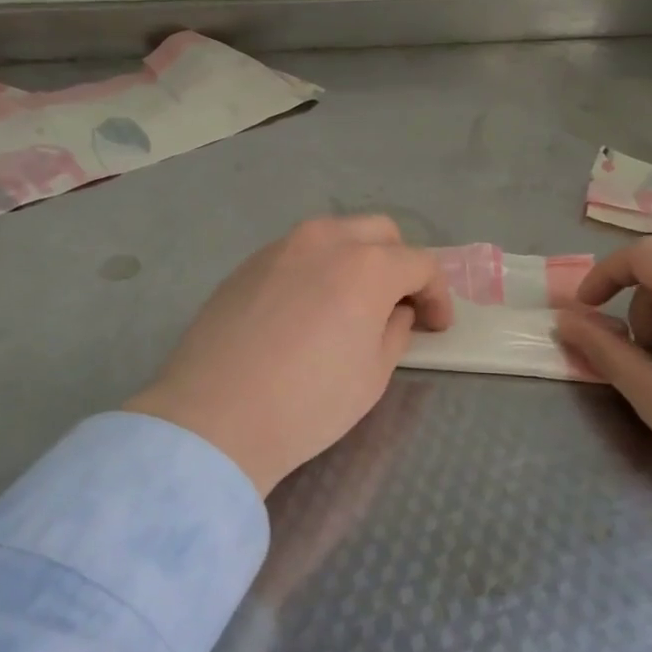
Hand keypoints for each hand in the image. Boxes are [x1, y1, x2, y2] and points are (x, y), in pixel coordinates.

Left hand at [125, 217, 452, 497]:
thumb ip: (395, 331)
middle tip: (399, 306)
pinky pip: (298, 254)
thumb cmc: (308, 402)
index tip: (436, 326)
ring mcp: (280, 247)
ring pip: (335, 235)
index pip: (420, 264)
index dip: (438, 295)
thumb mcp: (373, 375)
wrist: (214, 418)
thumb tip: (394, 311)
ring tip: (352, 304)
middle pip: (380, 233)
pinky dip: (318, 269)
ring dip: (357, 260)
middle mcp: (325, 241)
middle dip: (400, 264)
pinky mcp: (247, 265)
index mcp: (367, 266)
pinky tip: (307, 310)